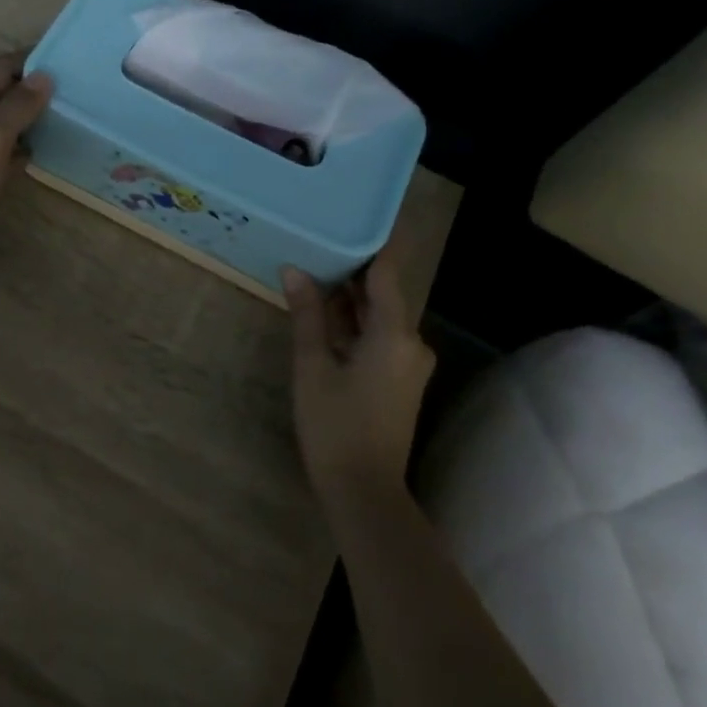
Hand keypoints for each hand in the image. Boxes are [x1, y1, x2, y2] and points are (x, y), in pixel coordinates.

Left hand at [0, 53, 52, 255]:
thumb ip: (17, 106)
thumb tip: (45, 74)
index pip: (1, 67)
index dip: (30, 59)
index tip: (66, 58)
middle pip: (1, 93)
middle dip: (32, 88)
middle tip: (73, 90)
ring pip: (0, 122)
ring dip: (28, 118)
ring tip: (64, 118)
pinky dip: (18, 146)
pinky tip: (36, 154)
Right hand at [281, 250, 436, 508]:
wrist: (364, 492)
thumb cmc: (335, 425)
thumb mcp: (312, 366)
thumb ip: (308, 315)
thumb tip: (295, 270)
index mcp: (395, 334)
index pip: (387, 272)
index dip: (373, 242)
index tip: (353, 215)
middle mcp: (411, 342)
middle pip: (383, 293)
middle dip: (352, 269)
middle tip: (320, 239)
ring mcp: (408, 363)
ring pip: (379, 316)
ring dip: (350, 298)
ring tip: (315, 268)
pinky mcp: (400, 379)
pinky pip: (379, 336)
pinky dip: (355, 323)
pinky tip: (325, 312)